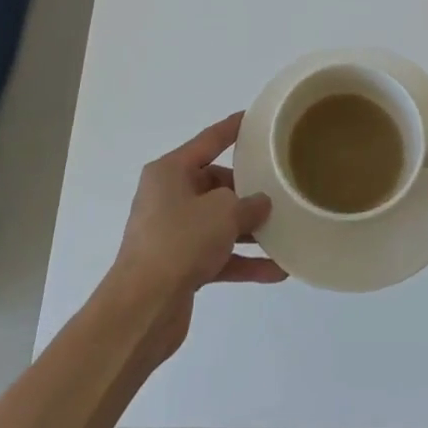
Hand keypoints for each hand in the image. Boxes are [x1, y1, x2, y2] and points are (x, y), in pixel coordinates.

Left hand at [108, 113, 286, 362]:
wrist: (142, 309)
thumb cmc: (180, 242)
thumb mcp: (222, 212)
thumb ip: (248, 203)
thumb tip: (260, 204)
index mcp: (170, 172)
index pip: (208, 141)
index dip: (232, 129)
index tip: (255, 119)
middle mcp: (168, 197)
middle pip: (216, 185)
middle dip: (247, 191)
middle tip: (280, 189)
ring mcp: (172, 233)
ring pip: (218, 223)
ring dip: (249, 230)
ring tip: (285, 231)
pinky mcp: (179, 267)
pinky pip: (217, 255)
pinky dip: (242, 260)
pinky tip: (276, 270)